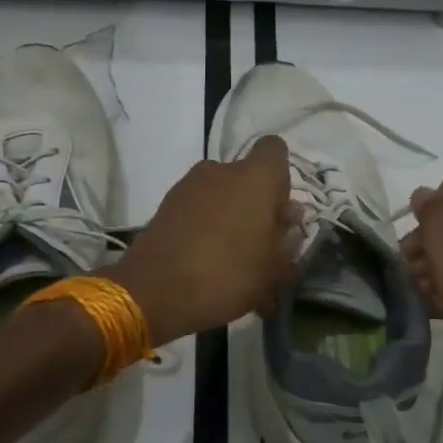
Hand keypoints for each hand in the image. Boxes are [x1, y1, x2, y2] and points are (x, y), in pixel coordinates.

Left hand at [106, 136, 299, 344]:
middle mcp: (220, 170)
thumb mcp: (274, 269)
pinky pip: (197, 211)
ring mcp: (188, 186)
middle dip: (255, 205)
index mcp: (255, 177)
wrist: (154, 292)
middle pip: (247, 178)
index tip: (280, 212)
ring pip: (220, 195)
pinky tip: (207, 264)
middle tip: (260, 244)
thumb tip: (287, 222)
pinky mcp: (165, 206)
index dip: (281, 179)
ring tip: (232, 260)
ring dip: (230, 218)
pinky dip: (205, 229)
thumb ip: (287, 242)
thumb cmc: (228, 275)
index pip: (275, 150)